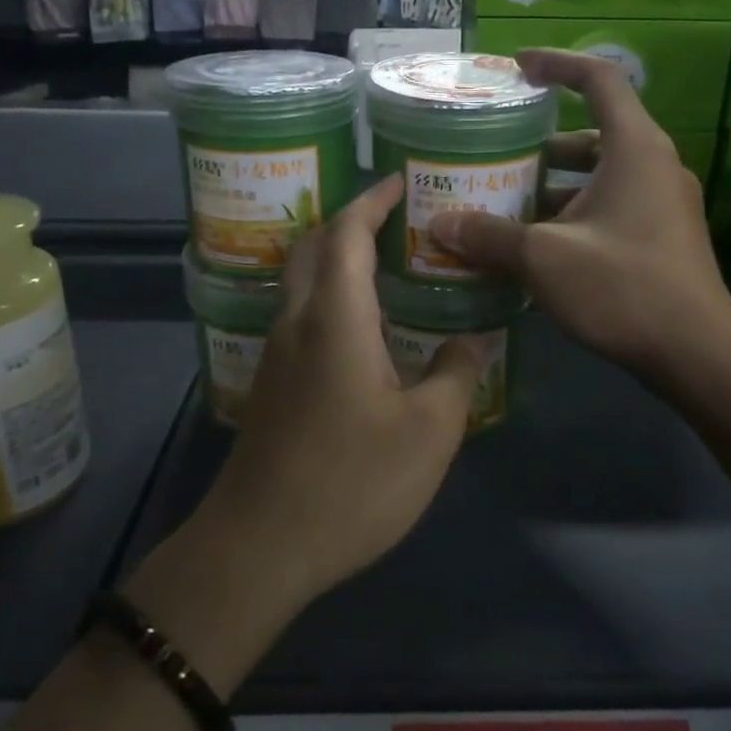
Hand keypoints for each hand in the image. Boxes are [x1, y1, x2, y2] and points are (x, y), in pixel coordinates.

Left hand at [188, 177, 482, 616]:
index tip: (403, 184)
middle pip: (314, 246)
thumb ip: (455, 374)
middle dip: (352, 221)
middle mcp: (297, 322)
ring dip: (338, 258)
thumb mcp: (428, 432)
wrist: (260, 546)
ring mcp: (277, 353)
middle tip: (401, 221)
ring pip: (303, 281)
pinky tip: (366, 327)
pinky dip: (332, 296)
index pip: (345, 233)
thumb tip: (471, 340)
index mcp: (334, 318)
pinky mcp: (271, 383)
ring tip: (390, 265)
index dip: (372, 201)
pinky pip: (302, 315)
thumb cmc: (350, 482)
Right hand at [428, 49, 730, 379]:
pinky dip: (573, 215)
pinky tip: (538, 247)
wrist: (697, 355)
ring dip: (554, 186)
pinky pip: (610, 207)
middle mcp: (654, 165)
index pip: (599, 79)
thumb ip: (490, 236)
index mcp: (634, 148)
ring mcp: (663, 204)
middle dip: (541, 145)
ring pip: (600, 177)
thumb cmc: (623, 287)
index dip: (556, 64)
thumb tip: (441, 224)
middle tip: (497, 157)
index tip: (517, 66)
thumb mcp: (544, 258)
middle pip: (592, 134)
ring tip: (506, 205)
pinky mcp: (662, 237)